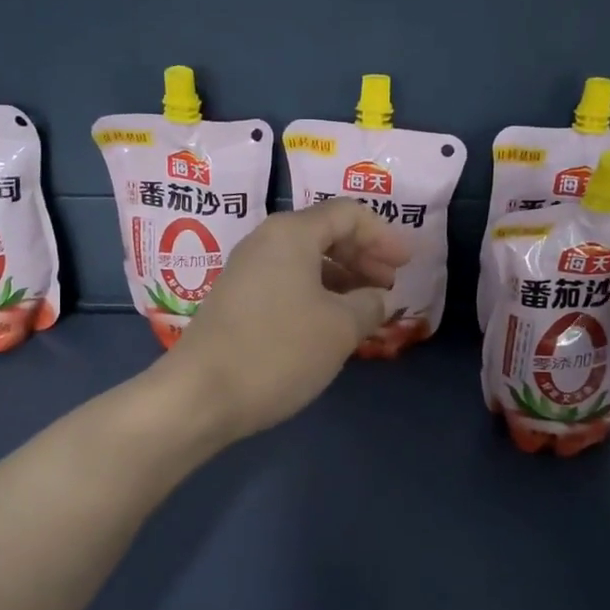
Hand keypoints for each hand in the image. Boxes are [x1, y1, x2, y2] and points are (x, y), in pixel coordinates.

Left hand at [163, 199, 412, 441]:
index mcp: (291, 234)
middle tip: (390, 285)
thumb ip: (369, 305)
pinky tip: (332, 324)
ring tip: (367, 309)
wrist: (201, 395)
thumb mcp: (340, 328)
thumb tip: (378, 299)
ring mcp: (246, 272)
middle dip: (364, 256)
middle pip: (326, 233)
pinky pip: (288, 284)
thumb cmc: (278, 351)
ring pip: (306, 262)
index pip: (348, 214)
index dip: (384, 235)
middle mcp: (265, 243)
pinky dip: (318, 296)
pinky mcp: (237, 302)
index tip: (408, 264)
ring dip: (342, 279)